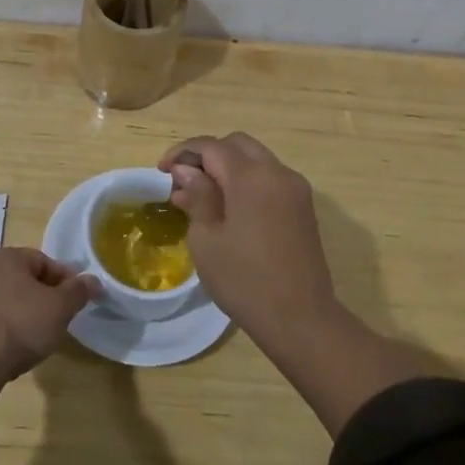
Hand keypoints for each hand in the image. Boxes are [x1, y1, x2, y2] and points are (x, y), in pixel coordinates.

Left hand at [0, 247, 98, 382]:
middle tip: (58, 319)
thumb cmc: (20, 325)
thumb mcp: (60, 308)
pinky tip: (12, 347)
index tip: (77, 302)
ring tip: (36, 336)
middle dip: (42, 296)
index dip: (65, 281)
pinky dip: (3, 327)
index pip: (44, 261)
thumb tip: (93, 280)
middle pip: (22, 279)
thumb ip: (78, 291)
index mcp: (6, 255)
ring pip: (4, 298)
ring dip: (21, 312)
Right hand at [159, 132, 337, 342]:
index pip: (211, 146)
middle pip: (236, 144)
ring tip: (202, 195)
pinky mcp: (303, 206)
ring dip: (227, 167)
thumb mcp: (206, 239)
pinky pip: (269, 178)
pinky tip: (228, 207)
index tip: (162, 171)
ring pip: (255, 159)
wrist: (301, 319)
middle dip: (207, 154)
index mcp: (251, 177)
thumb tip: (187, 171)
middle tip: (183, 179)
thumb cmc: (244, 280)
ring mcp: (295, 188)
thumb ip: (197, 196)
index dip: (183, 153)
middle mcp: (277, 172)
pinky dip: (246, 181)